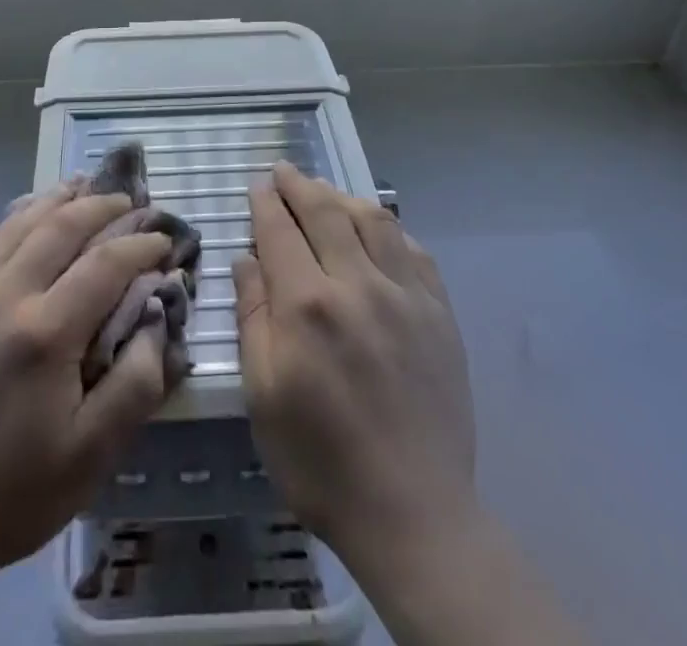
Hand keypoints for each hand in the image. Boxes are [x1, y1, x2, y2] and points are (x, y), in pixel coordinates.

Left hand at [0, 185, 172, 593]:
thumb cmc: (15, 494)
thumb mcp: (93, 454)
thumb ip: (136, 380)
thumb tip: (157, 315)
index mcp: (43, 334)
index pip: (105, 263)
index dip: (141, 246)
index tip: (165, 243)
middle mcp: (3, 297)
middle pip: (61, 226)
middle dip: (103, 207)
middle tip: (133, 202)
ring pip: (21, 224)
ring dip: (60, 200)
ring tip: (89, 186)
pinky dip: (22, 217)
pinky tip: (36, 213)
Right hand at [233, 163, 479, 589]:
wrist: (413, 514)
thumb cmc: (320, 461)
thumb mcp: (262, 395)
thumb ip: (253, 316)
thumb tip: (246, 259)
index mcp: (307, 306)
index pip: (280, 231)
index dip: (267, 202)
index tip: (258, 185)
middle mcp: (357, 285)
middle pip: (325, 212)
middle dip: (300, 185)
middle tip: (284, 171)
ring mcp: (406, 296)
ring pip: (373, 220)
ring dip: (343, 197)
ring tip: (325, 192)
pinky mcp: (440, 314)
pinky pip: (413, 250)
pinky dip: (389, 228)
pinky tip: (377, 229)